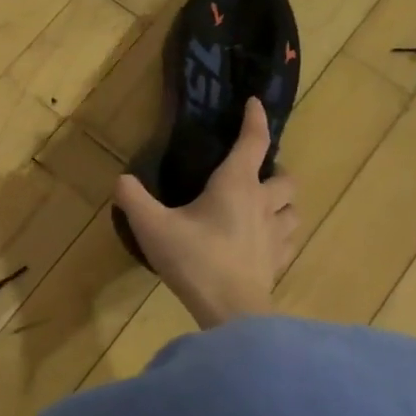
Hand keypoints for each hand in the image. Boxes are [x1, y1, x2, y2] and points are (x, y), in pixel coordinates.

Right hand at [114, 99, 297, 329]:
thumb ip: (133, 199)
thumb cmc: (194, 260)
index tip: (255, 103)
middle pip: (286, 177)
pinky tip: (264, 244)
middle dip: (274, 171)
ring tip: (264, 208)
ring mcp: (276, 235)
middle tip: (255, 176)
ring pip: (294, 210)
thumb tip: (122, 179)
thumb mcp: (152, 227)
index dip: (255, 119)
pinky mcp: (278, 263)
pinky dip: (280, 236)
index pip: (253, 142)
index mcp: (236, 185)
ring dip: (282, 204)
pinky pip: (288, 241)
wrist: (230, 312)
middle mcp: (263, 204)